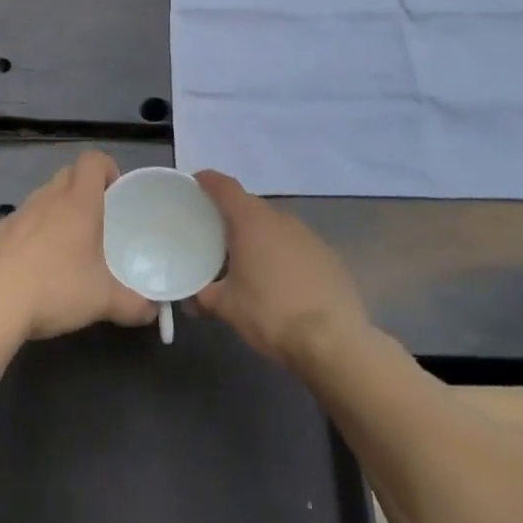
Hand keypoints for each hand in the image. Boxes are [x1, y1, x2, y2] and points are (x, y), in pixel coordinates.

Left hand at [0, 152, 158, 342]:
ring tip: (65, 249)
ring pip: (42, 198)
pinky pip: (19, 223)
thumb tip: (152, 311)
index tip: (115, 193)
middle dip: (83, 189)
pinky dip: (30, 235)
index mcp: (78, 203)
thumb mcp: (103, 301)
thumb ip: (134, 304)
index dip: (107, 168)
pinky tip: (32, 268)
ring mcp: (17, 214)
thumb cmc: (56, 290)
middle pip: (68, 174)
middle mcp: (46, 199)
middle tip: (96, 222)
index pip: (93, 160)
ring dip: (56, 212)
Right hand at [194, 172, 367, 368]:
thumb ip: (203, 298)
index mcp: (252, 221)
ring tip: (247, 261)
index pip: (226, 187)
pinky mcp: (330, 257)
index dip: (208, 181)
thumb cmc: (271, 314)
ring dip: (259, 237)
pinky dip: (283, 254)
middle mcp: (281, 220)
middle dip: (232, 215)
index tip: (195, 184)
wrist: (334, 341)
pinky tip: (281, 281)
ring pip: (276, 227)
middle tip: (214, 234)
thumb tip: (188, 301)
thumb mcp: (227, 308)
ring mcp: (310, 236)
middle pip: (250, 205)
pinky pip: (297, 246)